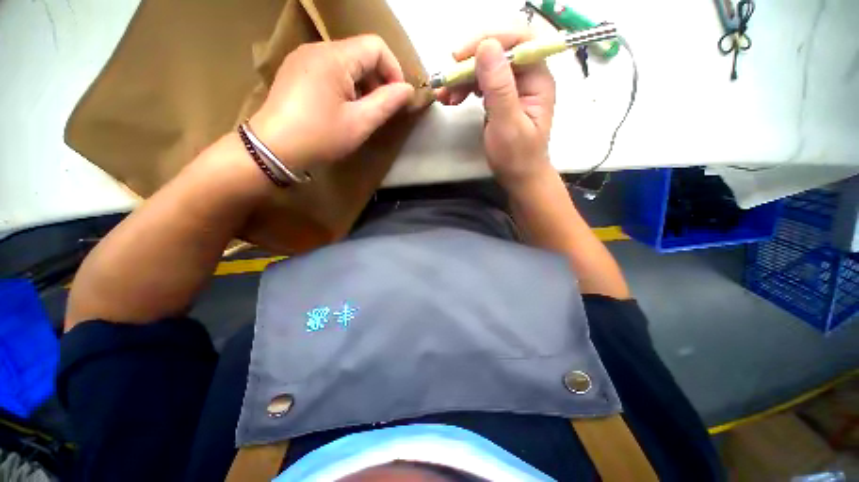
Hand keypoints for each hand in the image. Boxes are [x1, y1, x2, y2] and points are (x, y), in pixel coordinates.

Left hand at [250, 35, 414, 170]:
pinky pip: (330, 68)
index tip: (397, 98)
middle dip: (378, 79)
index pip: (376, 46)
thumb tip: (408, 89)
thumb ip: (387, 103)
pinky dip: (345, 84)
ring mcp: (304, 57)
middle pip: (361, 52)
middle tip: (380, 109)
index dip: (393, 70)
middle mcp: (318, 48)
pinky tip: (342, 107)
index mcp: (334, 57)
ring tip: (361, 111)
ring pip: (346, 61)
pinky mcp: (296, 69)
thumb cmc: (321, 137)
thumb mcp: (360, 123)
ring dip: (362, 83)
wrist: (273, 149)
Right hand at [437, 29, 555, 187]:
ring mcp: (513, 87)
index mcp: (537, 79)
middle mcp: (527, 77)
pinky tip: (452, 98)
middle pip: (497, 54)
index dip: (488, 41)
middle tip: (446, 80)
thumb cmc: (516, 157)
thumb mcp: (507, 124)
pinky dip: (464, 89)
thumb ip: (498, 87)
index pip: (517, 43)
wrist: (518, 177)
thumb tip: (486, 47)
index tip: (460, 56)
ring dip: (462, 78)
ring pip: (486, 69)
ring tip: (444, 95)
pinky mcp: (501, 98)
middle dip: (469, 64)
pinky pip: (481, 84)